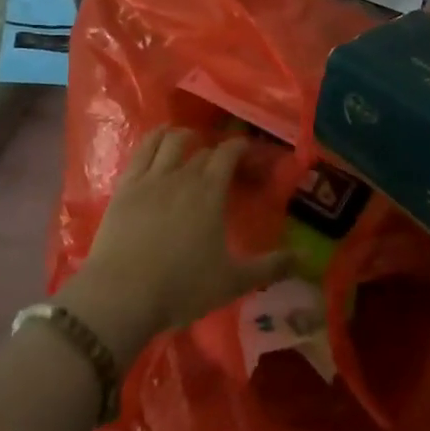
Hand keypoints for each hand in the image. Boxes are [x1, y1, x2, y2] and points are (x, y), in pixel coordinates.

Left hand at [59, 129, 292, 364]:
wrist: (122, 294)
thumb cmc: (183, 287)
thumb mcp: (233, 281)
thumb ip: (271, 266)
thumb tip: (307, 256)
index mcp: (210, 191)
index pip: (229, 154)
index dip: (240, 147)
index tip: (247, 149)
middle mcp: (182, 174)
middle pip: (202, 151)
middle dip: (216, 149)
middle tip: (222, 159)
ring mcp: (151, 177)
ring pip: (170, 141)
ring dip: (184, 136)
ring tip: (190, 139)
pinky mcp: (126, 185)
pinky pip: (142, 150)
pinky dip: (154, 138)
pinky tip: (158, 138)